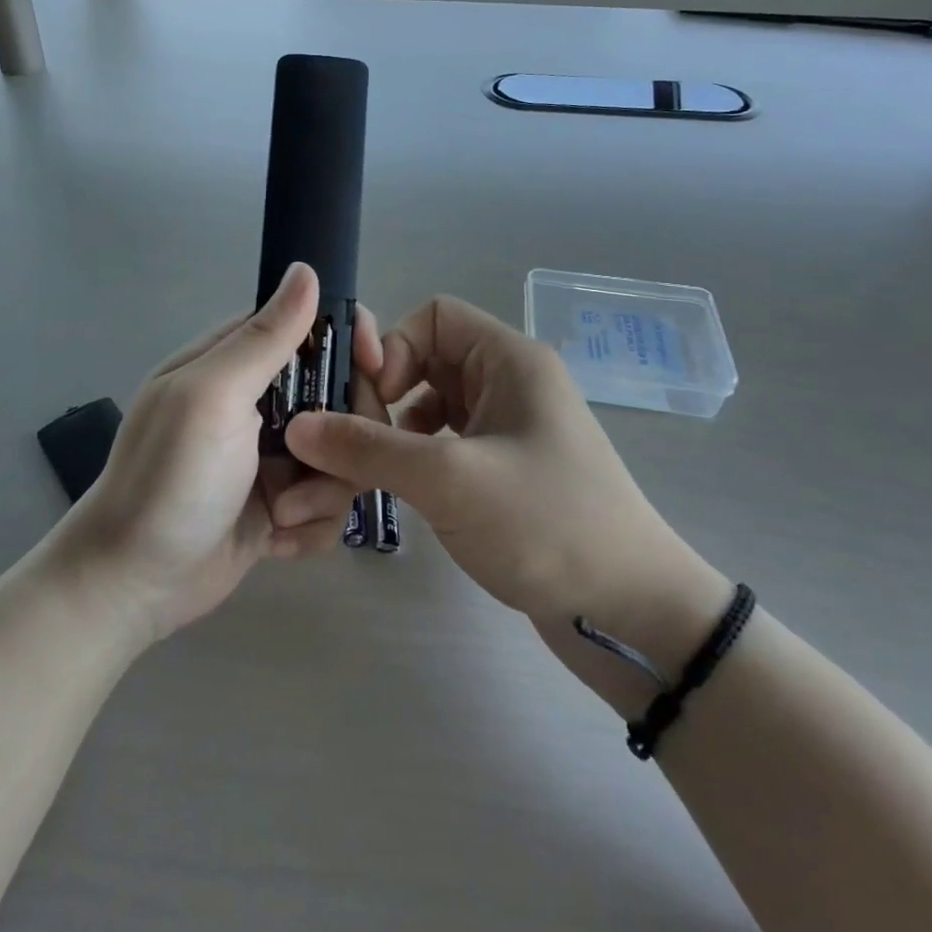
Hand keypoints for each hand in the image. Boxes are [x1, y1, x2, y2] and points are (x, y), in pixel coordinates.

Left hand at [54, 262, 382, 643]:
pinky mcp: (283, 503)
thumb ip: (263, 338)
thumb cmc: (168, 480)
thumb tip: (306, 269)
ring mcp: (274, 455)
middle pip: (341, 394)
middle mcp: (261, 402)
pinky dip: (312, 525)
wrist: (132, 586)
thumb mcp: (212, 398)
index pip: (311, 326)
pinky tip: (276, 539)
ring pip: (344, 453)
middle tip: (316, 465)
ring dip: (323, 490)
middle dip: (342, 436)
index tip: (376, 369)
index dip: (350, 341)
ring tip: (281, 514)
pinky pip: (330, 502)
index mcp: (237, 362)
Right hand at [287, 296, 728, 686]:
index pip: (434, 316)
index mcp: (510, 359)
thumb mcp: (448, 480)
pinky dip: (417, 458)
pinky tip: (402, 492)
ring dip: (395, 431)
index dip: (393, 347)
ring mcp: (512, 427)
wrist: (634, 615)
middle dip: (384, 394)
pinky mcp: (508, 469)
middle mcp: (511, 382)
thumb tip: (297, 425)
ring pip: (433, 404)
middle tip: (353, 444)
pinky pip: (449, 442)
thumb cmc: (546, 524)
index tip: (370, 401)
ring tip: (370, 472)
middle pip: (428, 359)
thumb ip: (367, 448)